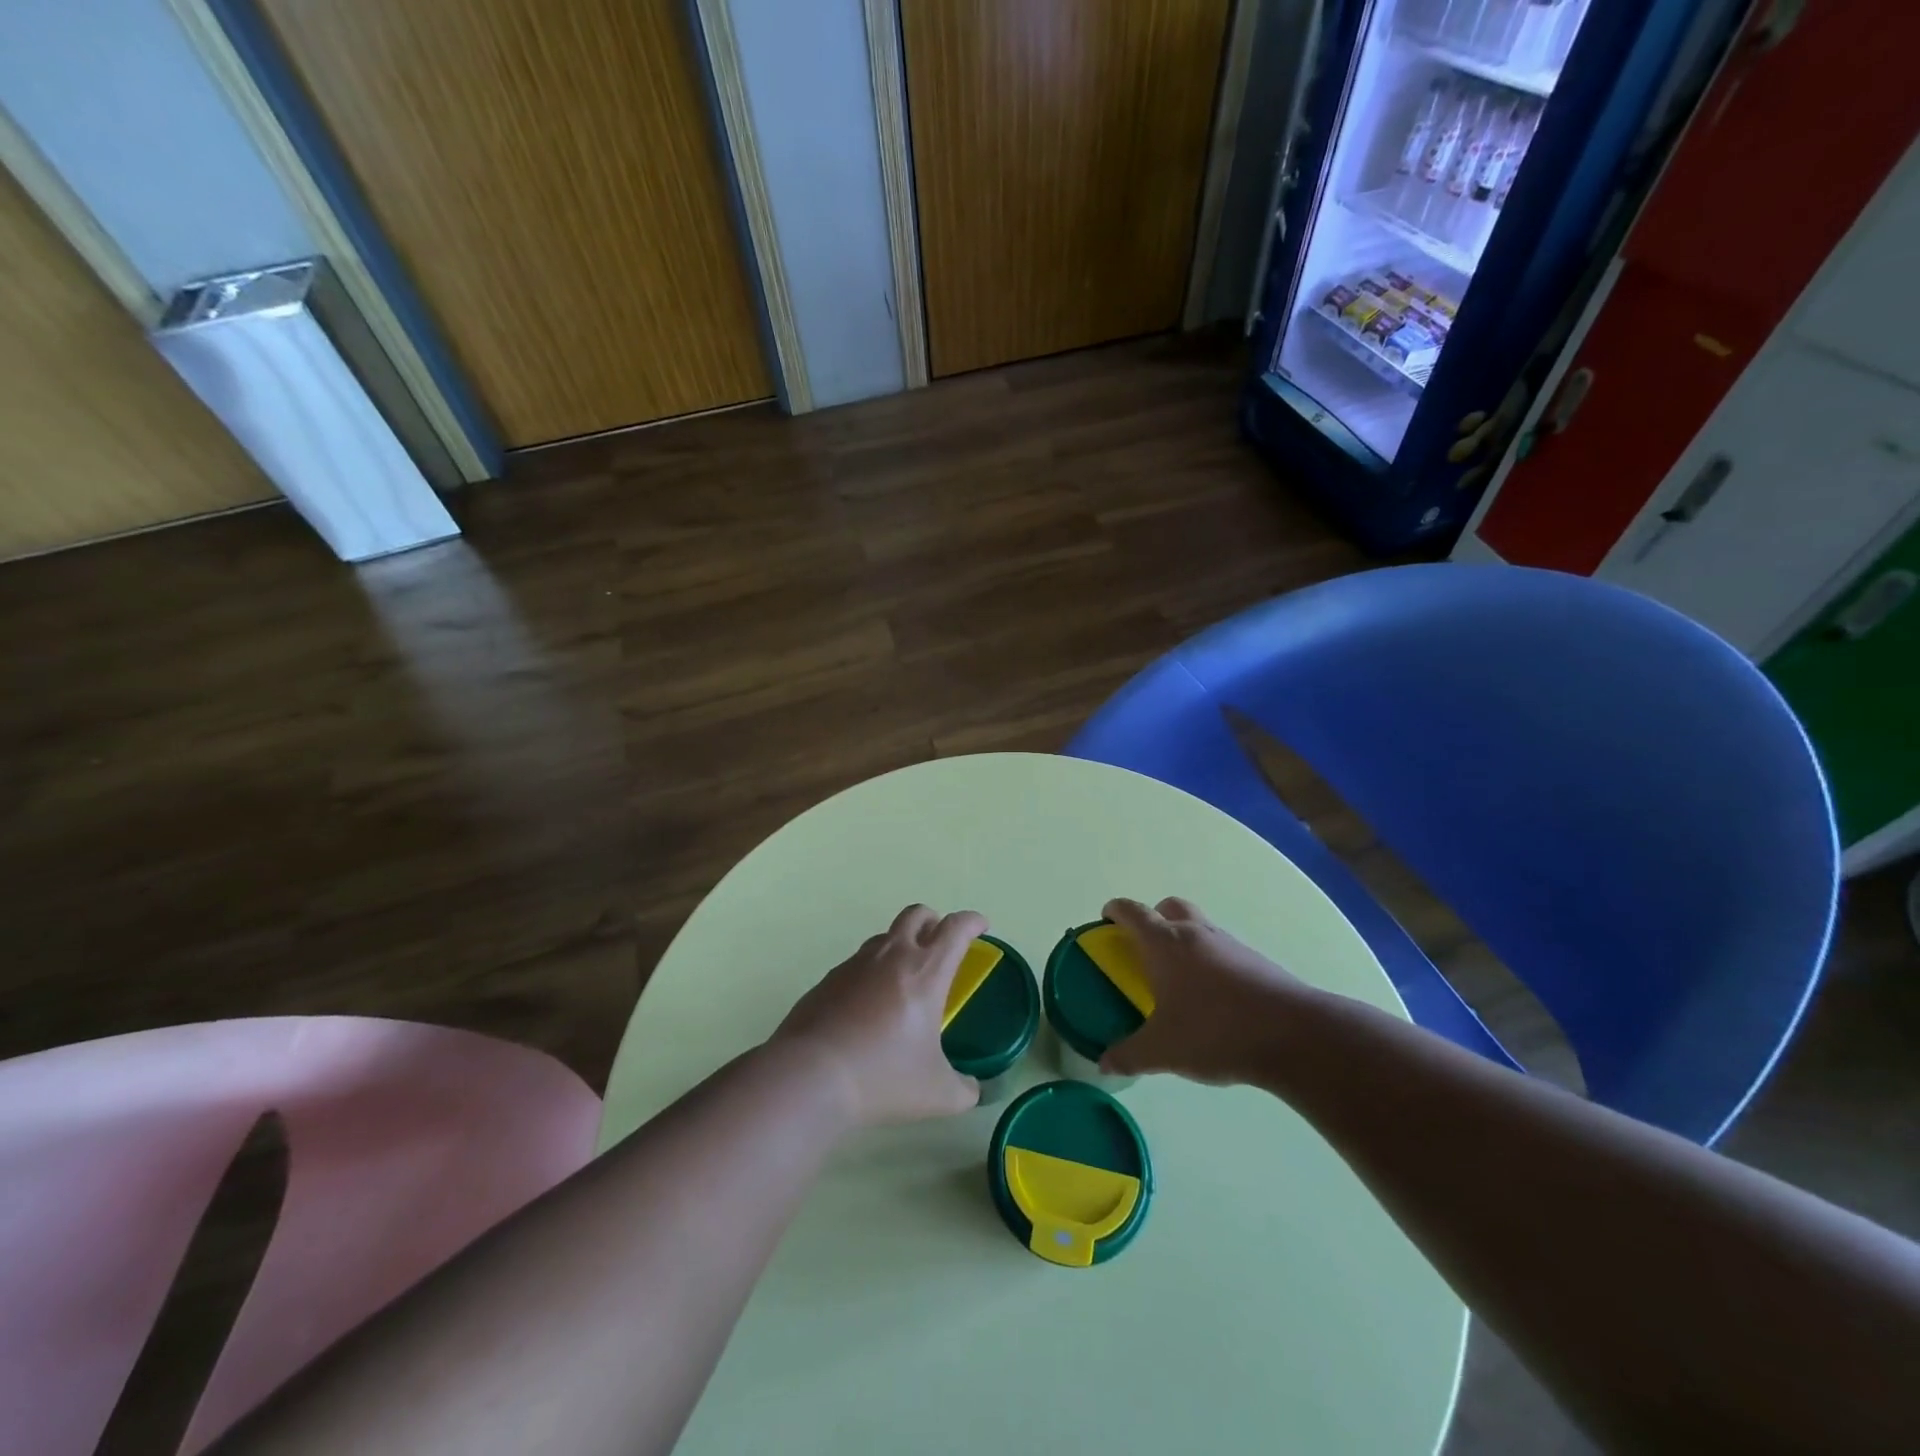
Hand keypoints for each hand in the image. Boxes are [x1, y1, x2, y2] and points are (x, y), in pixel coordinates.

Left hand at [772, 904, 985, 1126]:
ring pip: (884, 936)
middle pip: (916, 914)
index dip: (972, 921)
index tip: (981, 926)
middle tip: (940, 943)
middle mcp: (892, 956)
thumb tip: (972, 1090)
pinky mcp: (828, 979)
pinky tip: (868, 1007)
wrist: (810, 1076)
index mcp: (926, 971)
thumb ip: (964, 1090)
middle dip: (933, 921)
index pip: (956, 928)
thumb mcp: (937, 1094)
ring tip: (904, 979)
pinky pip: (858, 963)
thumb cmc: (883, 1077)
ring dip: (901, 945)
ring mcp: (855, 964)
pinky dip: (871, 972)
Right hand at [1099, 897, 1313, 1085]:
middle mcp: (1195, 933)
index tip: (1106, 919)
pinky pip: (1222, 950)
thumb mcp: (1163, 1049)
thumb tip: (1103, 1063)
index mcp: (1165, 943)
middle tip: (1144, 948)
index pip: (1133, 912)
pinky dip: (1210, 962)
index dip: (1115, 911)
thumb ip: (1129, 1054)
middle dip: (1153, 918)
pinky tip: (1212, 999)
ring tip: (1178, 980)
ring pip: (1199, 927)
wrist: (1292, 1034)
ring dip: (1184, 941)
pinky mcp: (1255, 961)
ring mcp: (1229, 944)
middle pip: (1169, 907)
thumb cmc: (1215, 1031)